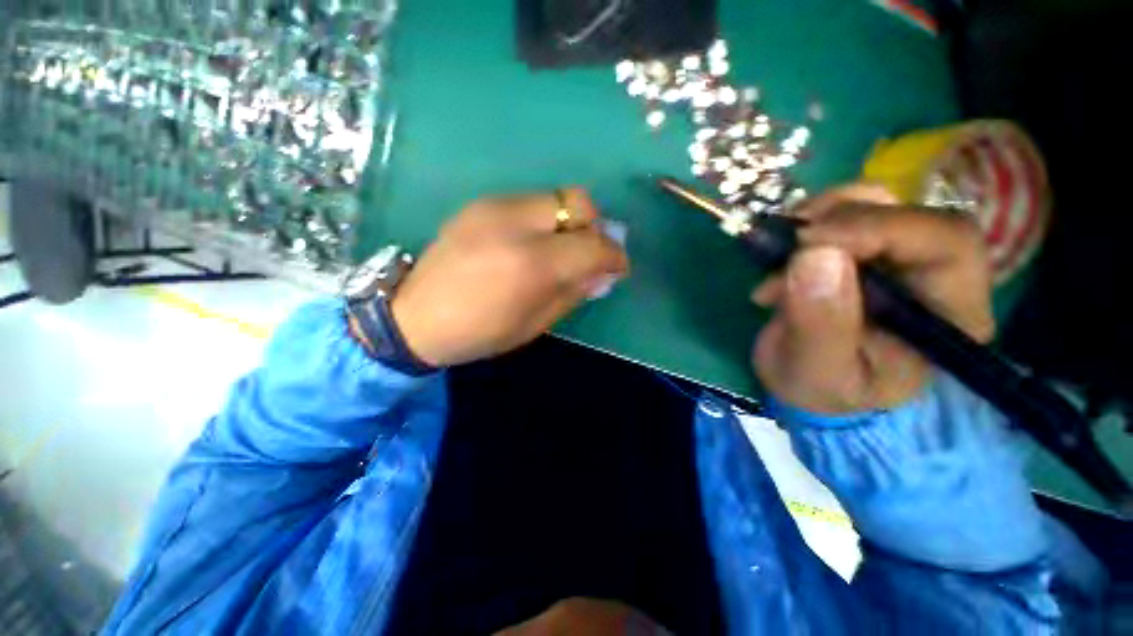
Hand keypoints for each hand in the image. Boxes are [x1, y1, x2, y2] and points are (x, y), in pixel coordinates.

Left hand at [390, 188, 628, 366]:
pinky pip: (530, 202)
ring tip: (559, 249)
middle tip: (588, 253)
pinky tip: (531, 243)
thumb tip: (602, 272)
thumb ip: (574, 292)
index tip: (618, 267)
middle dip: (594, 227)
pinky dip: (544, 220)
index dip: (614, 256)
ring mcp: (494, 207)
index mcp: (531, 265)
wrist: (415, 317)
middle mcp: (515, 224)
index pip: (593, 245)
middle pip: (579, 201)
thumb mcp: (535, 323)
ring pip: (555, 197)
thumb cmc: (480, 332)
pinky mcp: (480, 204)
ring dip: (569, 222)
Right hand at [752, 184, 995, 413]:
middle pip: (912, 213)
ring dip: (821, 216)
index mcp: (949, 315)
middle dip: (844, 218)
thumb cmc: (819, 386)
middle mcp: (935, 276)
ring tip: (781, 249)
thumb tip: (815, 255)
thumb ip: (820, 323)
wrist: (805, 382)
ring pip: (876, 204)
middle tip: (789, 241)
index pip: (947, 244)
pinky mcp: (863, 251)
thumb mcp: (815, 370)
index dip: (881, 229)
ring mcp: (897, 258)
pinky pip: (843, 214)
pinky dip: (805, 224)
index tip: (808, 242)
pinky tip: (780, 257)